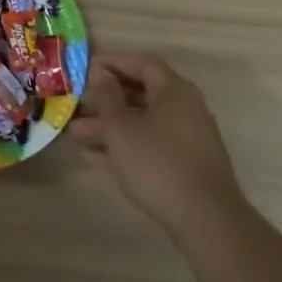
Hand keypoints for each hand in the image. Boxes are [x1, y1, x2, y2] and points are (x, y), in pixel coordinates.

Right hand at [72, 53, 242, 234]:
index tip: (86, 68)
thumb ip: (108, 98)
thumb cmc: (157, 163)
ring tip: (76, 133)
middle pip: (141, 93)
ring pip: (142, 122)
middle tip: (78, 104)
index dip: (113, 62)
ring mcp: (186, 138)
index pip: (142, 64)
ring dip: (109, 125)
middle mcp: (184, 108)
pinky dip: (124, 146)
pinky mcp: (184, 165)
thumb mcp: (121, 128)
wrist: (205, 219)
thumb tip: (102, 75)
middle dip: (106, 98)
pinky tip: (92, 157)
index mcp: (174, 91)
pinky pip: (149, 145)